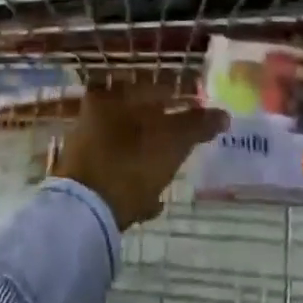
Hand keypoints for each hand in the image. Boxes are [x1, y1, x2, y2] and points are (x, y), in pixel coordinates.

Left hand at [54, 84, 227, 229]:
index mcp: (112, 97)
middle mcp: (93, 116)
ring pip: (127, 146)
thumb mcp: (171, 142)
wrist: (82, 215)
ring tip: (171, 173)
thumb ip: (197, 125)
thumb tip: (223, 114)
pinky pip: (115, 173)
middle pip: (138, 118)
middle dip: (163, 130)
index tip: (198, 113)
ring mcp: (84, 147)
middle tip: (186, 143)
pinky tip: (150, 200)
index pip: (153, 88)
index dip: (179, 98)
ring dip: (148, 158)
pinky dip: (133, 182)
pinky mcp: (80, 178)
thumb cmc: (129, 165)